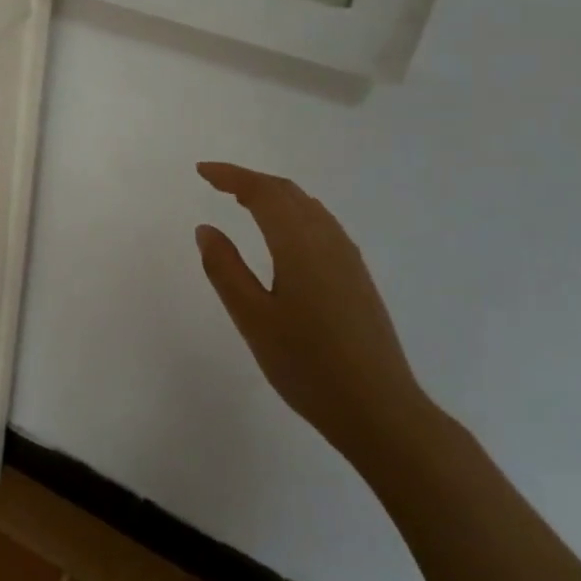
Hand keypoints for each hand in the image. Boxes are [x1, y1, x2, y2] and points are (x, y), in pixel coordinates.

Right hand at [195, 163, 432, 464]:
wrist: (379, 409)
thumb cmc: (307, 364)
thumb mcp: (252, 318)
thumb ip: (225, 269)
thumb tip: (206, 228)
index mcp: (299, 243)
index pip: (262, 192)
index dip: (230, 176)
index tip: (201, 171)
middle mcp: (327, 240)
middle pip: (287, 193)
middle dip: (250, 181)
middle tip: (217, 183)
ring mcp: (348, 258)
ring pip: (307, 207)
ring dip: (274, 196)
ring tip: (244, 202)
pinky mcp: (357, 277)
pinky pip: (320, 225)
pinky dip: (293, 214)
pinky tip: (283, 237)